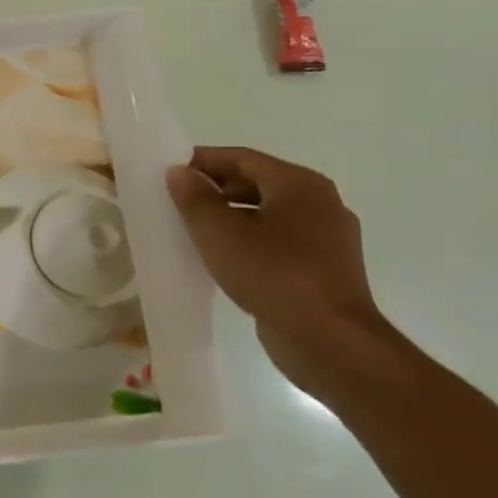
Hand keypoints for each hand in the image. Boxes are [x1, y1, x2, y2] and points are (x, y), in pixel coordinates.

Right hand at [165, 147, 392, 390]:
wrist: (328, 339)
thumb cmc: (272, 273)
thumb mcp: (219, 232)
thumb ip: (195, 198)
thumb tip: (180, 172)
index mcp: (300, 184)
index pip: (242, 158)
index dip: (202, 160)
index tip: (169, 172)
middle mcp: (321, 203)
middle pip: (258, 182)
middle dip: (216, 188)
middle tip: (177, 200)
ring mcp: (329, 238)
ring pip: (269, 213)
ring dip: (231, 215)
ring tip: (194, 230)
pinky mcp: (326, 268)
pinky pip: (280, 240)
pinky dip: (250, 239)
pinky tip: (225, 257)